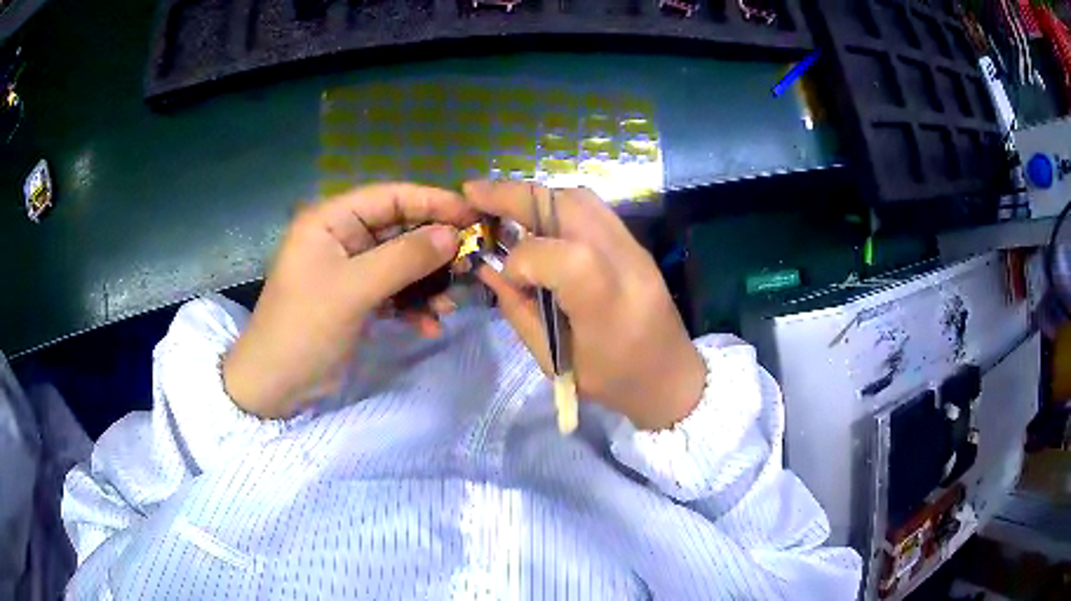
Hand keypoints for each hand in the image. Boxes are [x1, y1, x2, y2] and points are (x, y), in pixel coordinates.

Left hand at [223, 183, 476, 417]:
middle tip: (470, 261)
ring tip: (450, 302)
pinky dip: (414, 304)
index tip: (472, 215)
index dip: (431, 201)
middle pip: (399, 229)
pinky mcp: (357, 298)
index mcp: (331, 220)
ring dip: (428, 281)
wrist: (276, 385)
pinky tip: (430, 324)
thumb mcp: (353, 290)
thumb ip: (404, 258)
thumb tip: (454, 234)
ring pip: (401, 262)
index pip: (389, 196)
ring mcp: (350, 269)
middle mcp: (342, 237)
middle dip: (434, 247)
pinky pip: (395, 291)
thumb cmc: (304, 328)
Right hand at [464, 181, 704, 430]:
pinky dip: (555, 204)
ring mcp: (634, 246)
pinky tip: (535, 217)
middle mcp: (624, 261)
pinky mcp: (635, 243)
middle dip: (513, 194)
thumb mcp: (556, 361)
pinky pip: (592, 208)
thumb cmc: (614, 380)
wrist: (671, 376)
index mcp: (605, 301)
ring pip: (580, 197)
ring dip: (535, 195)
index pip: (554, 254)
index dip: (519, 262)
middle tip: (474, 193)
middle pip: (567, 204)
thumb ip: (519, 311)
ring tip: (501, 203)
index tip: (509, 281)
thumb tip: (489, 270)